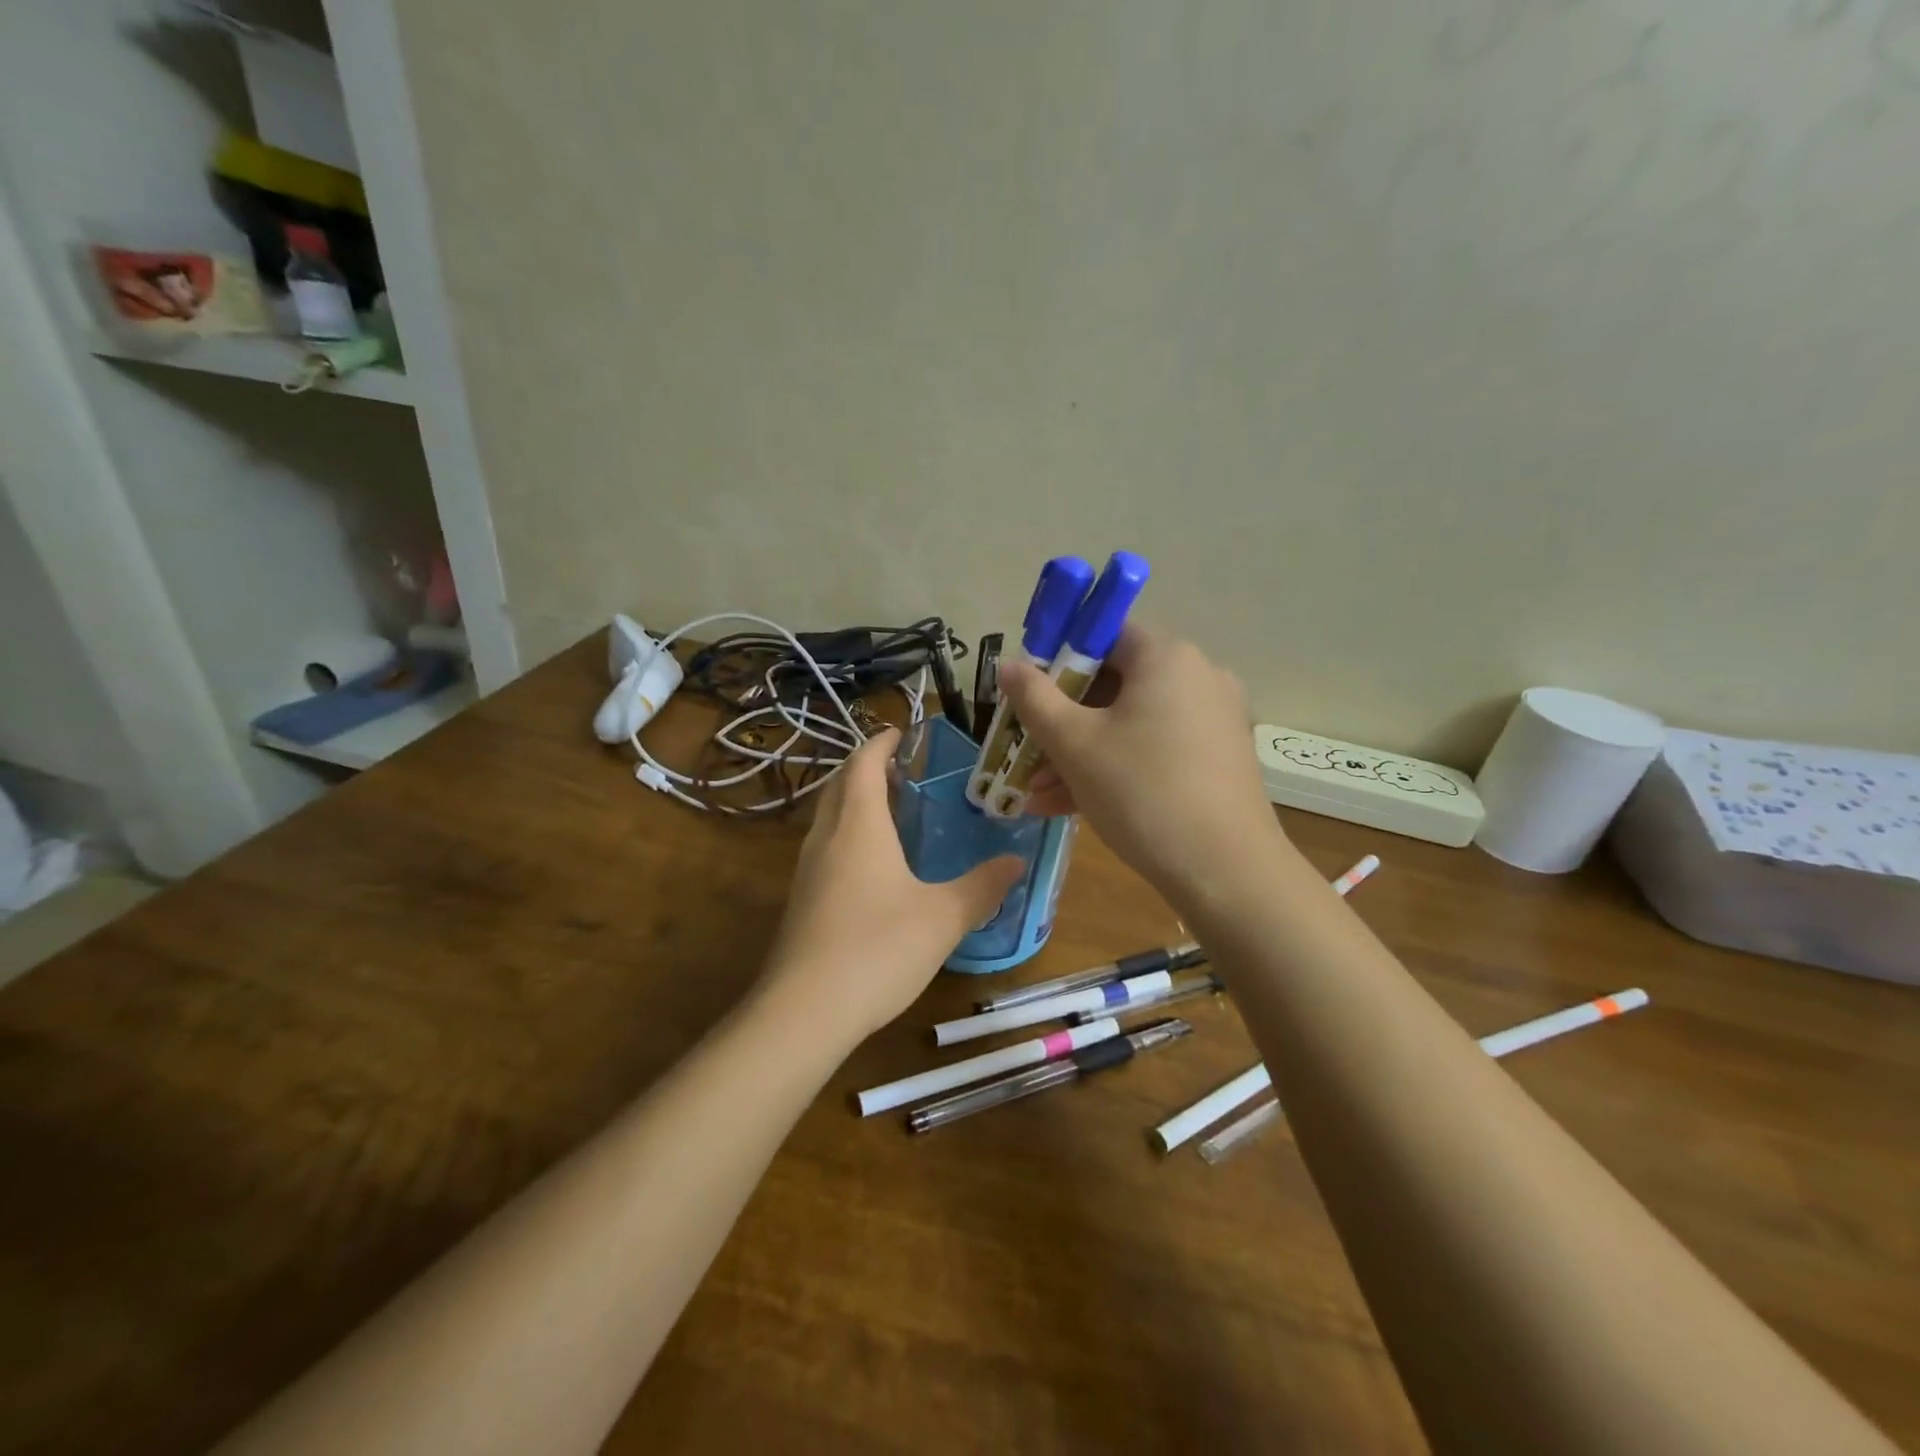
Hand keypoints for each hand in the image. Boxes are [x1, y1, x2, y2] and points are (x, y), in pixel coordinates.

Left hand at [761, 728, 1022, 1042]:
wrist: (805, 1011)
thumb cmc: (879, 947)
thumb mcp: (944, 917)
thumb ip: (982, 887)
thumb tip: (1016, 862)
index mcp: (858, 824)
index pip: (863, 762)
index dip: (881, 742)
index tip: (903, 733)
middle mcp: (826, 836)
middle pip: (840, 784)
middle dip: (866, 767)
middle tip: (902, 769)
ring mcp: (807, 869)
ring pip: (828, 816)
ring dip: (854, 801)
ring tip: (891, 810)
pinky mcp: (801, 900)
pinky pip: (825, 847)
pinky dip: (847, 834)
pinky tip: (873, 865)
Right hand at [1000, 623, 1286, 906]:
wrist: (1226, 872)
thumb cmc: (1141, 792)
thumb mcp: (1074, 744)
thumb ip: (1034, 698)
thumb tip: (1009, 665)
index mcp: (1166, 657)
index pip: (1104, 635)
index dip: (1058, 659)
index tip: (1029, 695)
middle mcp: (1198, 677)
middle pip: (1114, 685)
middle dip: (1062, 722)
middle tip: (1026, 754)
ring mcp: (1213, 720)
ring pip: (1130, 724)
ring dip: (1081, 754)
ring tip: (1037, 795)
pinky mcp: (1217, 759)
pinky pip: (1154, 750)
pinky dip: (1115, 768)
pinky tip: (1070, 806)